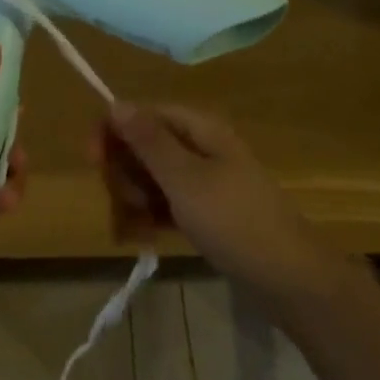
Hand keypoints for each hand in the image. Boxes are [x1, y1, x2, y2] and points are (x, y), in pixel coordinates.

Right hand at [92, 103, 330, 300]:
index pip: (146, 114)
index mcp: (201, 129)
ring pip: (155, 177)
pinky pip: (169, 204)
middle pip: (147, 145)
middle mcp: (203, 148)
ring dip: (137, 198)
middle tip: (126, 202)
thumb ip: (148, 141)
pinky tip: (145, 238)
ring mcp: (207, 182)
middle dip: (127, 172)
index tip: (92, 160)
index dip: (115, 131)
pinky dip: (153, 216)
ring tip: (137, 227)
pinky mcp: (209, 212)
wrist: (288, 278)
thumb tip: (116, 102)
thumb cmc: (233, 220)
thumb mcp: (184, 178)